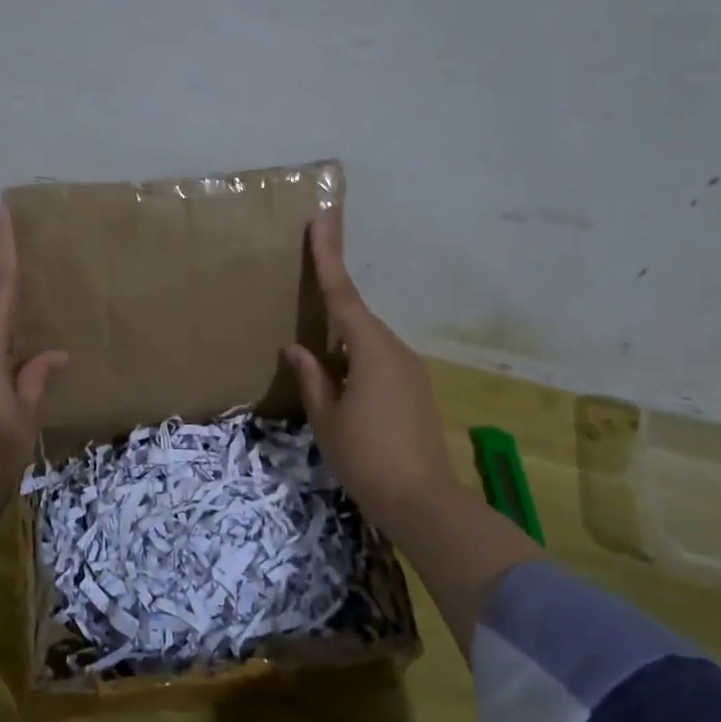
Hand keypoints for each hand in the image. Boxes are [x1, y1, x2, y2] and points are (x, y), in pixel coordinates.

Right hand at [282, 213, 469, 543]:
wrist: (424, 502)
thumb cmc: (366, 457)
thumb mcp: (327, 418)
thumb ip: (312, 378)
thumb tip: (296, 349)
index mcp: (370, 350)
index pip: (342, 294)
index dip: (328, 256)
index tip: (322, 218)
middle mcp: (395, 350)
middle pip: (356, 316)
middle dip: (331, 303)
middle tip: (308, 284)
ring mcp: (410, 370)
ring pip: (367, 342)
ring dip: (342, 342)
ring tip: (317, 358)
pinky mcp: (416, 390)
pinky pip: (379, 361)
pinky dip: (356, 362)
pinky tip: (341, 385)